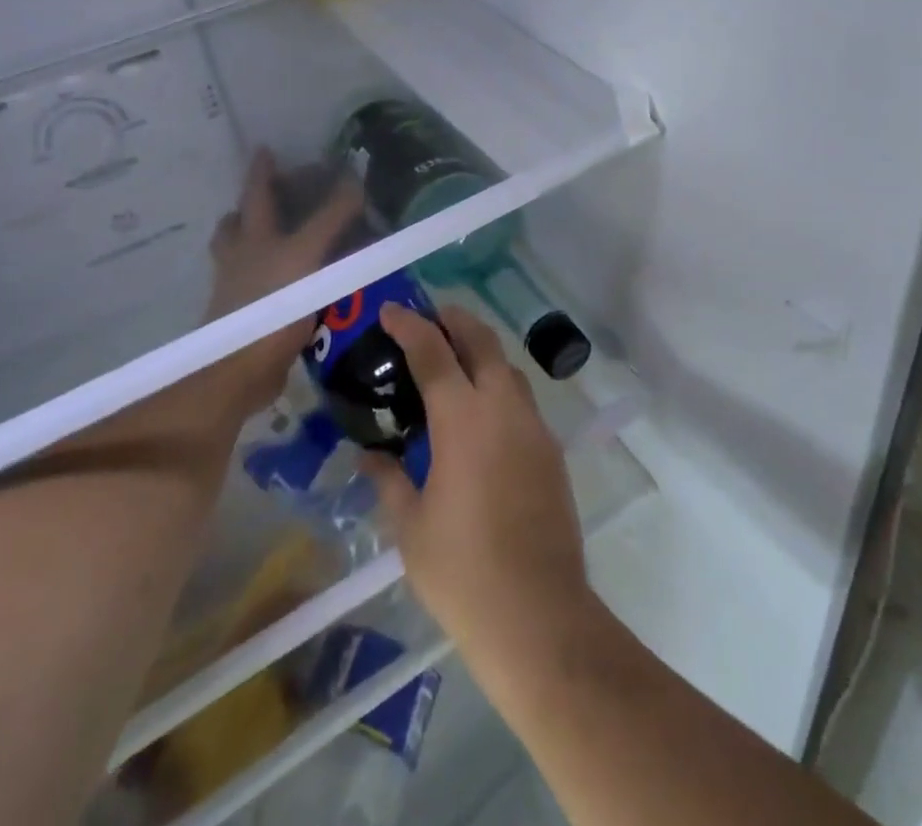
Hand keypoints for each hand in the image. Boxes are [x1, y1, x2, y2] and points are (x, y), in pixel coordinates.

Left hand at [196, 148, 364, 424]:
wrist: (239, 370)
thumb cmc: (271, 304)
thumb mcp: (307, 254)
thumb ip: (331, 218)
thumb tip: (356, 181)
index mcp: (252, 236)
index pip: (257, 191)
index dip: (262, 169)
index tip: (267, 148)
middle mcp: (242, 256)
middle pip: (239, 222)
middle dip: (255, 204)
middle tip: (278, 193)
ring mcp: (241, 287)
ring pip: (244, 253)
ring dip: (260, 239)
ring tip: (284, 234)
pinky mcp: (251, 316)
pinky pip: (260, 284)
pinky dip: (275, 275)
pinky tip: (296, 281)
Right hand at [361, 304, 592, 683]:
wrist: (537, 613)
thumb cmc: (461, 570)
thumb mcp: (410, 526)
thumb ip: (389, 480)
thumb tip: (369, 455)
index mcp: (463, 419)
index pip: (433, 352)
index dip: (410, 325)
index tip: (391, 310)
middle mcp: (503, 408)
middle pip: (482, 341)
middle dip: (455, 320)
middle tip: (429, 318)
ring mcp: (534, 427)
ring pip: (508, 367)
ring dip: (481, 351)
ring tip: (454, 361)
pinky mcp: (552, 450)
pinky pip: (521, 400)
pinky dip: (499, 386)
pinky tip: (481, 415)